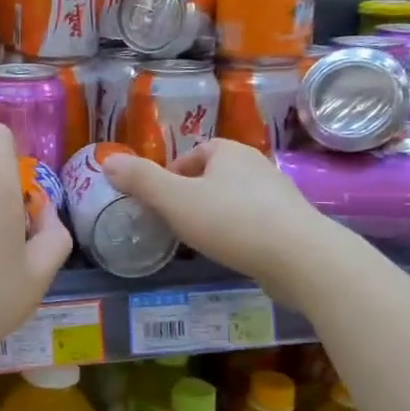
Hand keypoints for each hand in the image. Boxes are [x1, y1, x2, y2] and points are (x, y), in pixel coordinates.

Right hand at [102, 139, 341, 306]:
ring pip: (234, 199)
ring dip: (215, 215)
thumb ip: (141, 180)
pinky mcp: (292, 224)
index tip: (160, 201)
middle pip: (214, 176)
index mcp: (229, 152)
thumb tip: (106, 160)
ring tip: (200, 240)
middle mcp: (256, 165)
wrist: (302, 258)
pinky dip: (238, 232)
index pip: (194, 154)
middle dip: (192, 195)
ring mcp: (278, 195)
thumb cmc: (232, 221)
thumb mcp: (175, 200)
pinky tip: (231, 252)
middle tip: (174, 222)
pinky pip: (254, 221)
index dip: (172, 174)